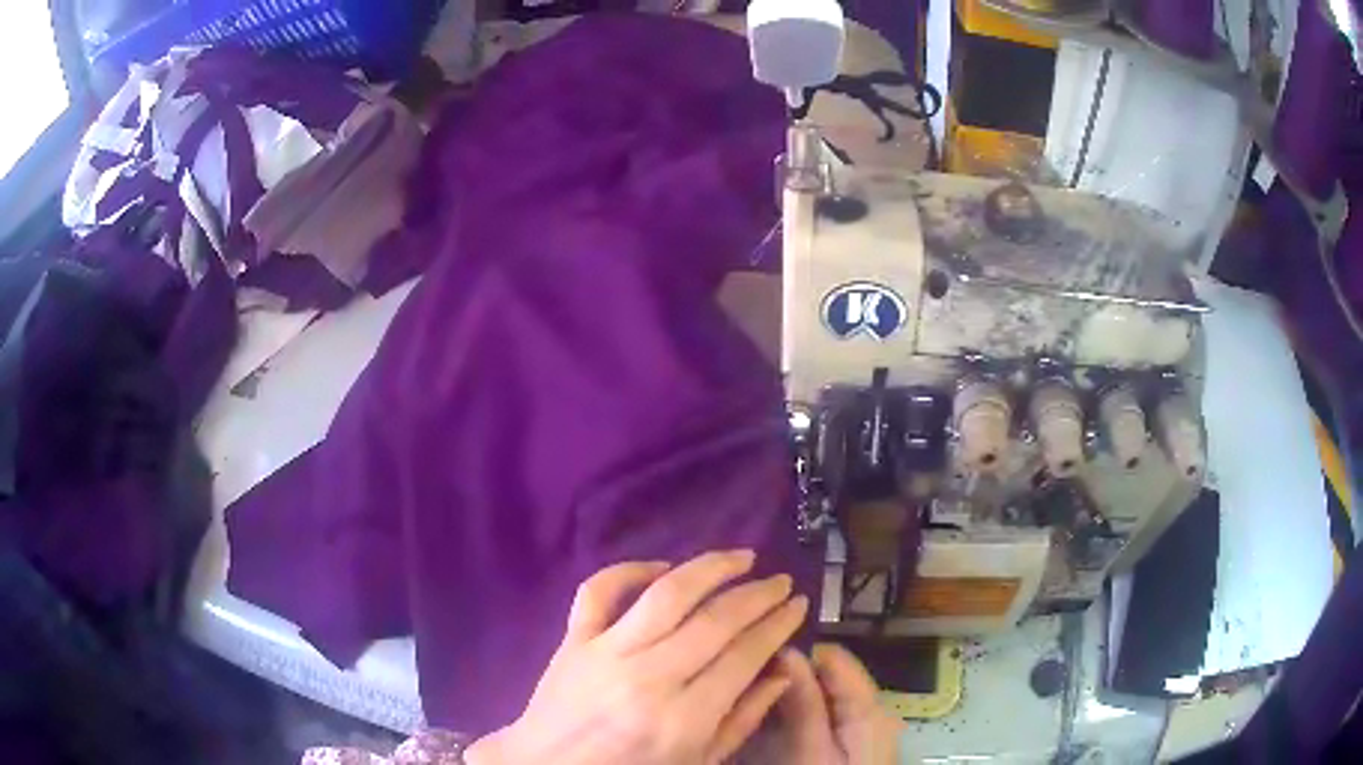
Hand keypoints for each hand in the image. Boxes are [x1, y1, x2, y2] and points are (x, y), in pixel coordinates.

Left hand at [465, 551, 809, 764]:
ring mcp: (605, 653)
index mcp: (683, 718)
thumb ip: (742, 720)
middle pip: (714, 621)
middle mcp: (648, 677)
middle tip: (781, 581)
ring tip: (741, 557)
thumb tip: (783, 672)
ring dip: (709, 568)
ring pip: (666, 595)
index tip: (798, 603)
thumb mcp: (698, 762)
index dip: (777, 625)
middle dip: (757, 595)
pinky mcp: (572, 640)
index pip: (744, 656)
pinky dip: (629, 570)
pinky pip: (599, 591)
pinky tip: (661, 567)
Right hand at [752, 644, 903, 764]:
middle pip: (829, 675)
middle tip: (746, 675)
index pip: (834, 658)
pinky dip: (799, 712)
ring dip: (791, 693)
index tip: (756, 653)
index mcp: (869, 709)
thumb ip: (804, 704)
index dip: (798, 650)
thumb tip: (787, 651)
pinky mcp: (850, 740)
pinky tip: (771, 717)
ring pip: (823, 694)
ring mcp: (862, 725)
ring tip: (751, 691)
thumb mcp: (811, 751)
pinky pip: (823, 714)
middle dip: (790, 673)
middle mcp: (871, 709)